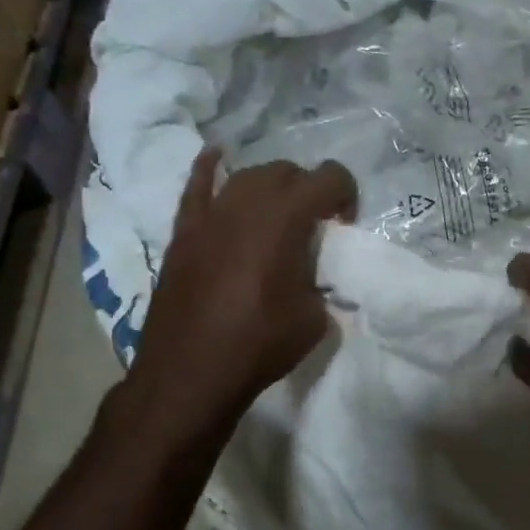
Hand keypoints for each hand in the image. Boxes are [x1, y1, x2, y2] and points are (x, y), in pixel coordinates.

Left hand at [129, 150, 357, 420]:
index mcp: (287, 220)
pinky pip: (196, 186)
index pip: (329, 177)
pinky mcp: (184, 232)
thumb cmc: (260, 344)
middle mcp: (248, 204)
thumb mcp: (315, 319)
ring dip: (270, 186)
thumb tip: (314, 278)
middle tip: (314, 225)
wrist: (191, 371)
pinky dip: (210, 169)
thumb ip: (321, 284)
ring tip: (276, 214)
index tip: (343, 226)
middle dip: (308, 190)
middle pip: (286, 171)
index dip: (346, 194)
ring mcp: (210, 214)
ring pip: (247, 176)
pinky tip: (216, 158)